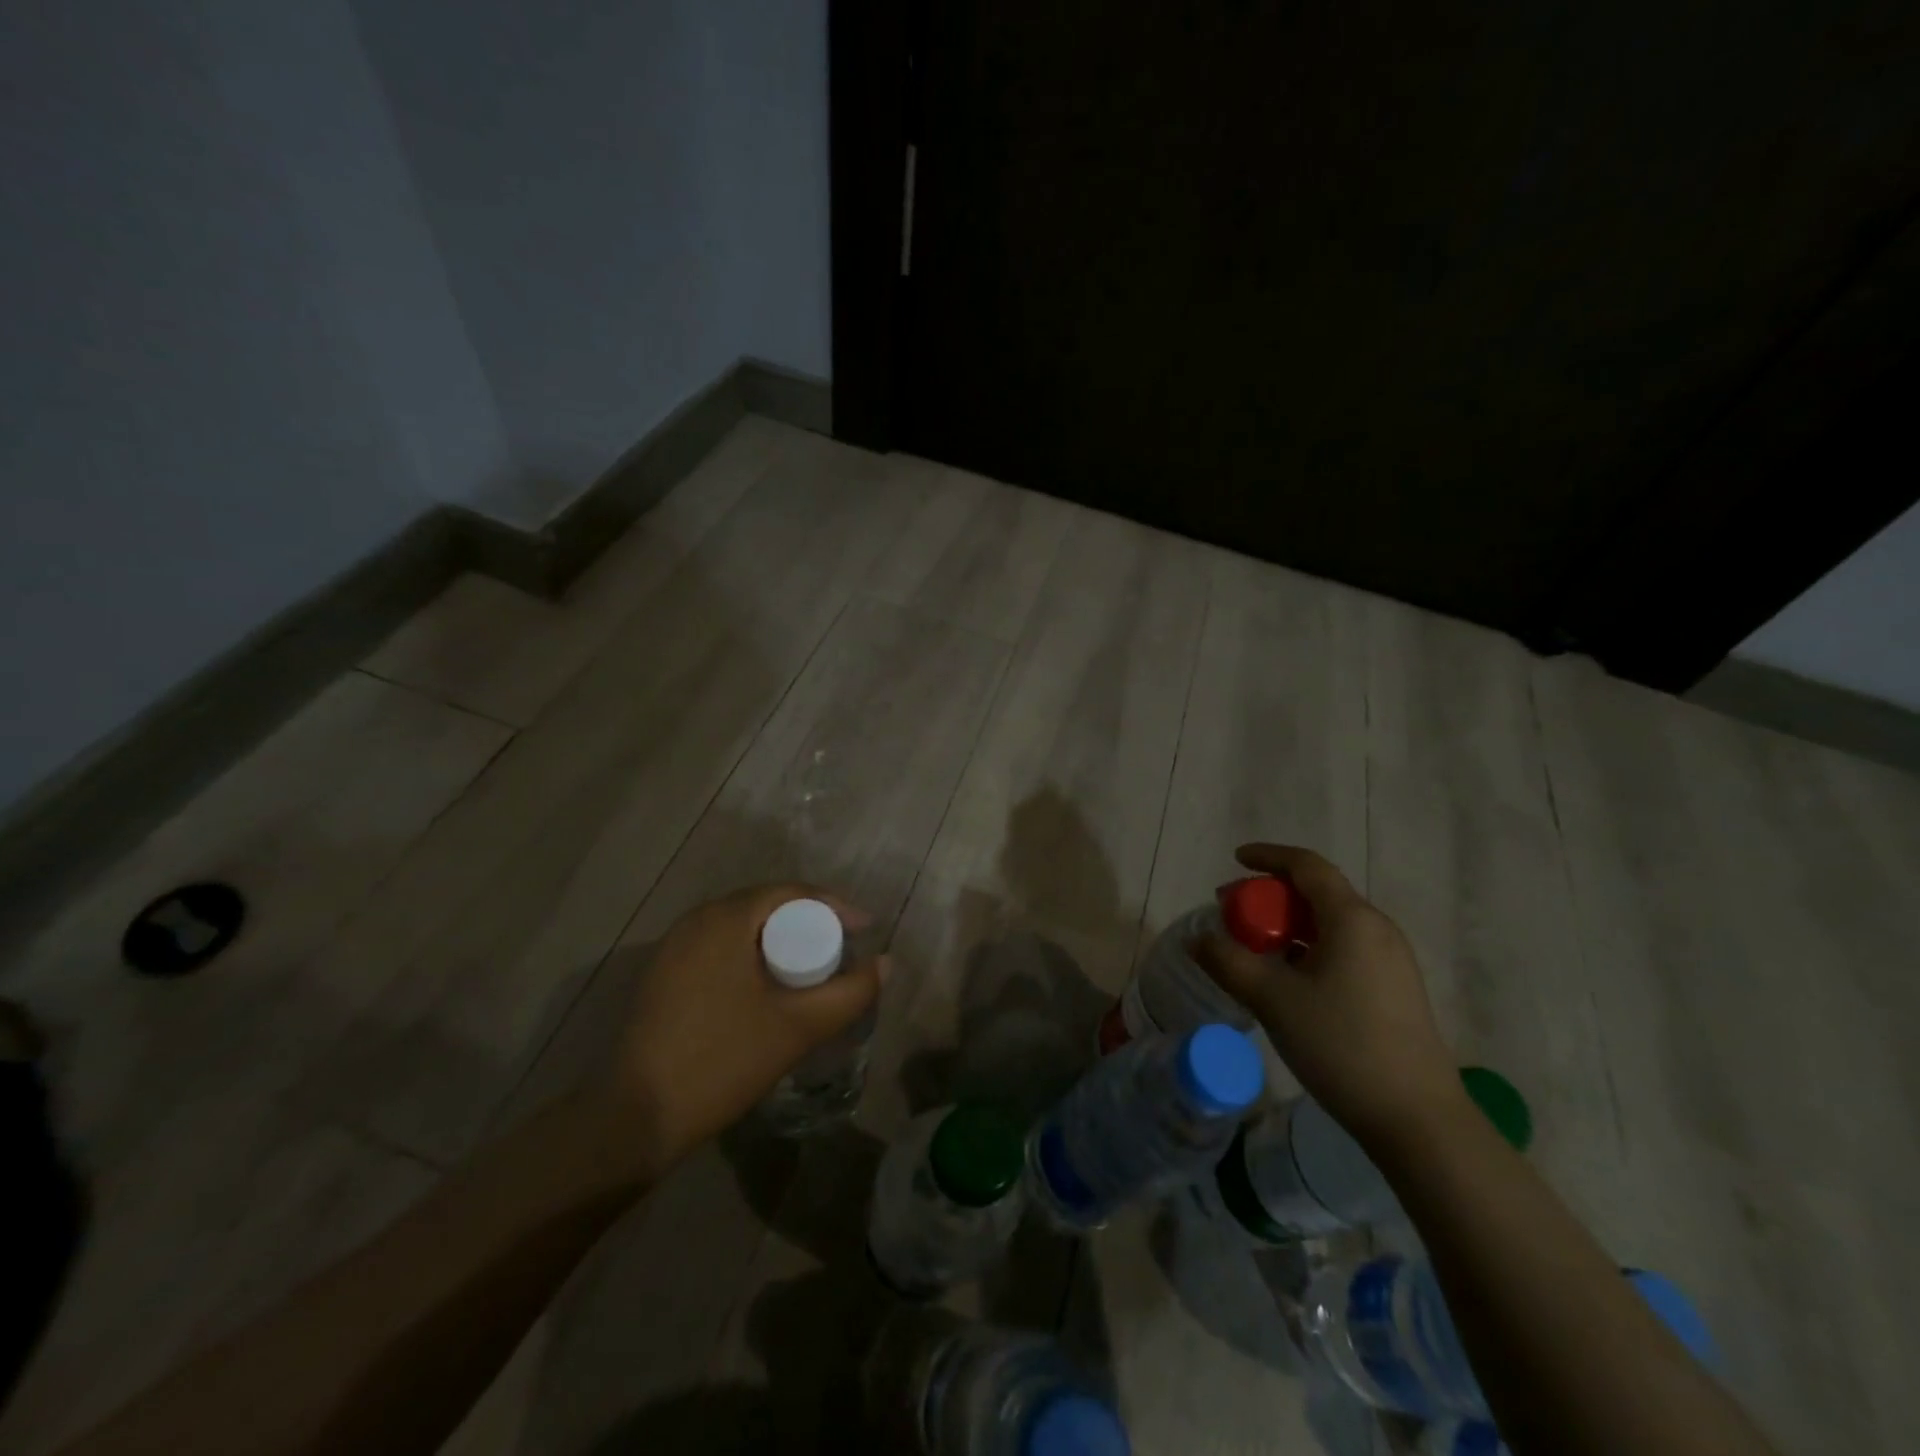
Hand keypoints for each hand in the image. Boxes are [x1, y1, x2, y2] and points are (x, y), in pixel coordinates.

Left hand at [610, 884, 885, 1169]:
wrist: (636, 1118)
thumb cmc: (723, 1060)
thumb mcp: (799, 1027)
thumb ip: (851, 993)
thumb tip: (886, 963)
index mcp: (725, 918)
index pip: (791, 892)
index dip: (834, 906)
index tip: (865, 930)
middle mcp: (695, 920)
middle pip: (765, 906)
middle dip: (808, 922)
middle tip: (840, 950)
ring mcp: (672, 948)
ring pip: (740, 928)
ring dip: (778, 940)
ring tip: (808, 969)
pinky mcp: (661, 976)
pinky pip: (718, 948)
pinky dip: (749, 956)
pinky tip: (764, 988)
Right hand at [1190, 844, 1463, 1148]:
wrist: (1417, 1120)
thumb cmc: (1341, 1045)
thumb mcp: (1272, 1000)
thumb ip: (1228, 961)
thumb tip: (1196, 938)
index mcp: (1351, 919)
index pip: (1306, 866)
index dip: (1268, 856)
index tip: (1236, 859)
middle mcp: (1376, 929)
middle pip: (1317, 893)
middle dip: (1270, 897)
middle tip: (1233, 916)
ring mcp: (1390, 960)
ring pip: (1329, 923)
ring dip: (1288, 926)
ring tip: (1254, 950)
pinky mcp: (1394, 988)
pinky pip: (1343, 948)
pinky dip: (1308, 948)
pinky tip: (1288, 979)